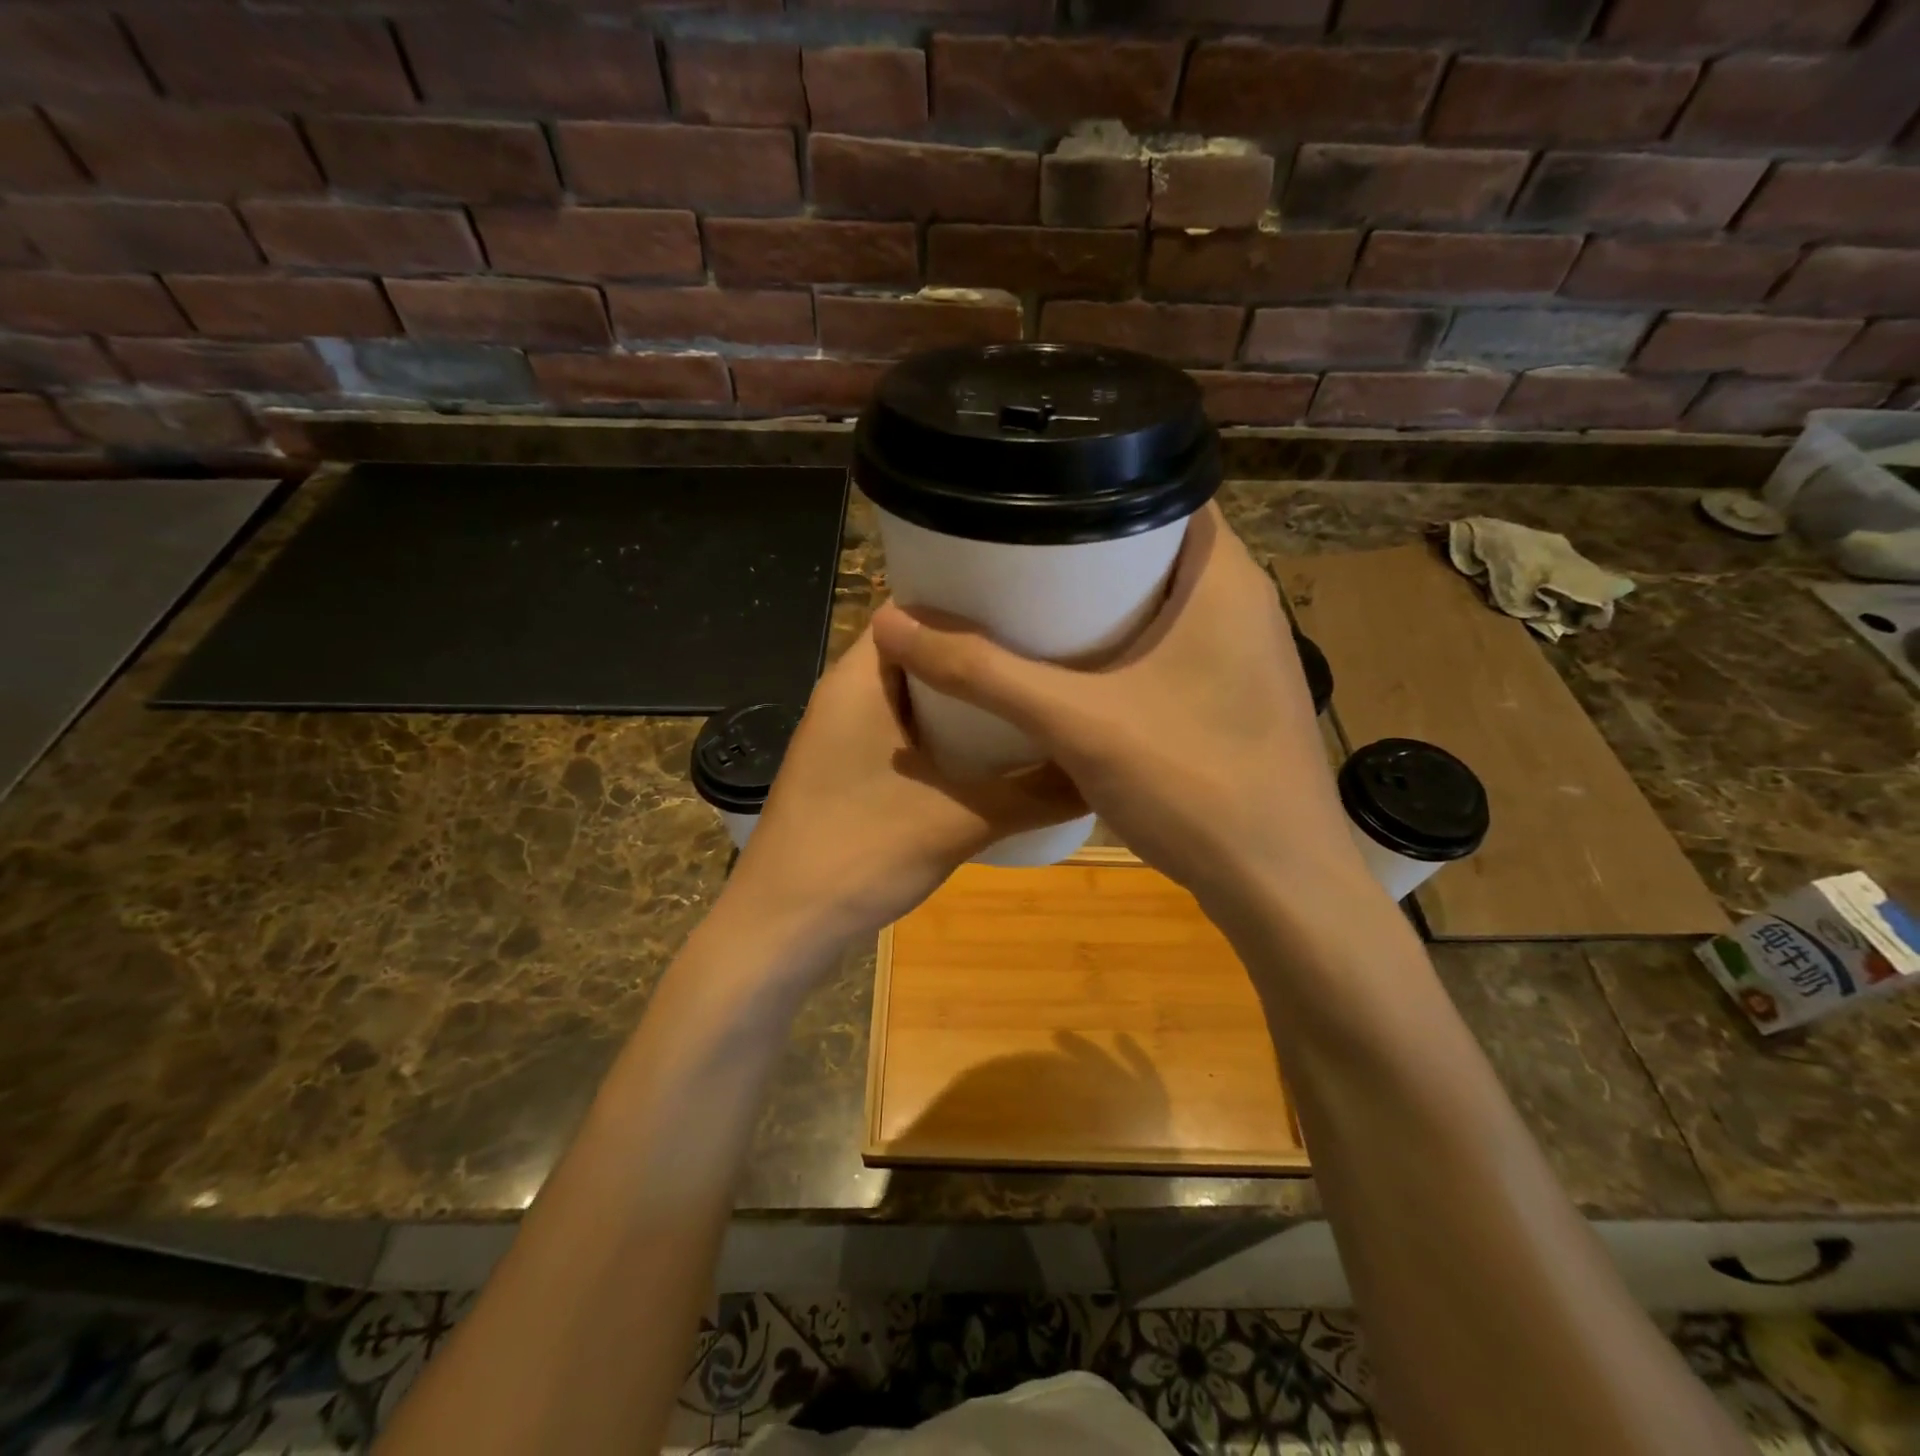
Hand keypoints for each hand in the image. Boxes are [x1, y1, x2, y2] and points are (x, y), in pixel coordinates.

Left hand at [722, 625, 1083, 953]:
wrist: (783, 927)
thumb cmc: (860, 853)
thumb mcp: (961, 821)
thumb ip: (1036, 794)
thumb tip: (1103, 771)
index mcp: (860, 679)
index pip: (914, 607)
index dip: (970, 601)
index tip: (1032, 602)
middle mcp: (849, 694)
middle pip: (920, 649)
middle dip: (978, 650)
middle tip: (1048, 648)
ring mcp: (847, 734)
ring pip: (915, 694)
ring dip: (965, 695)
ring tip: (1032, 690)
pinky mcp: (851, 769)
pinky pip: (907, 730)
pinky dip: (947, 732)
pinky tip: (995, 749)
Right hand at [870, 506, 1369, 917]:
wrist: (1280, 886)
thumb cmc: (1192, 783)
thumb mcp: (1076, 721)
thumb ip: (983, 673)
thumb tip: (892, 624)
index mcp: (1223, 576)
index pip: (1162, 489)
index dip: (1093, 484)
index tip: (1029, 498)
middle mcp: (1244, 602)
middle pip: (1153, 547)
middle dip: (1084, 548)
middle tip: (1011, 554)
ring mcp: (1246, 654)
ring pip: (1163, 602)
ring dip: (1103, 602)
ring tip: (1028, 604)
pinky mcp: (1237, 698)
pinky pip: (1172, 647)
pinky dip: (1125, 646)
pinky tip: (1076, 672)